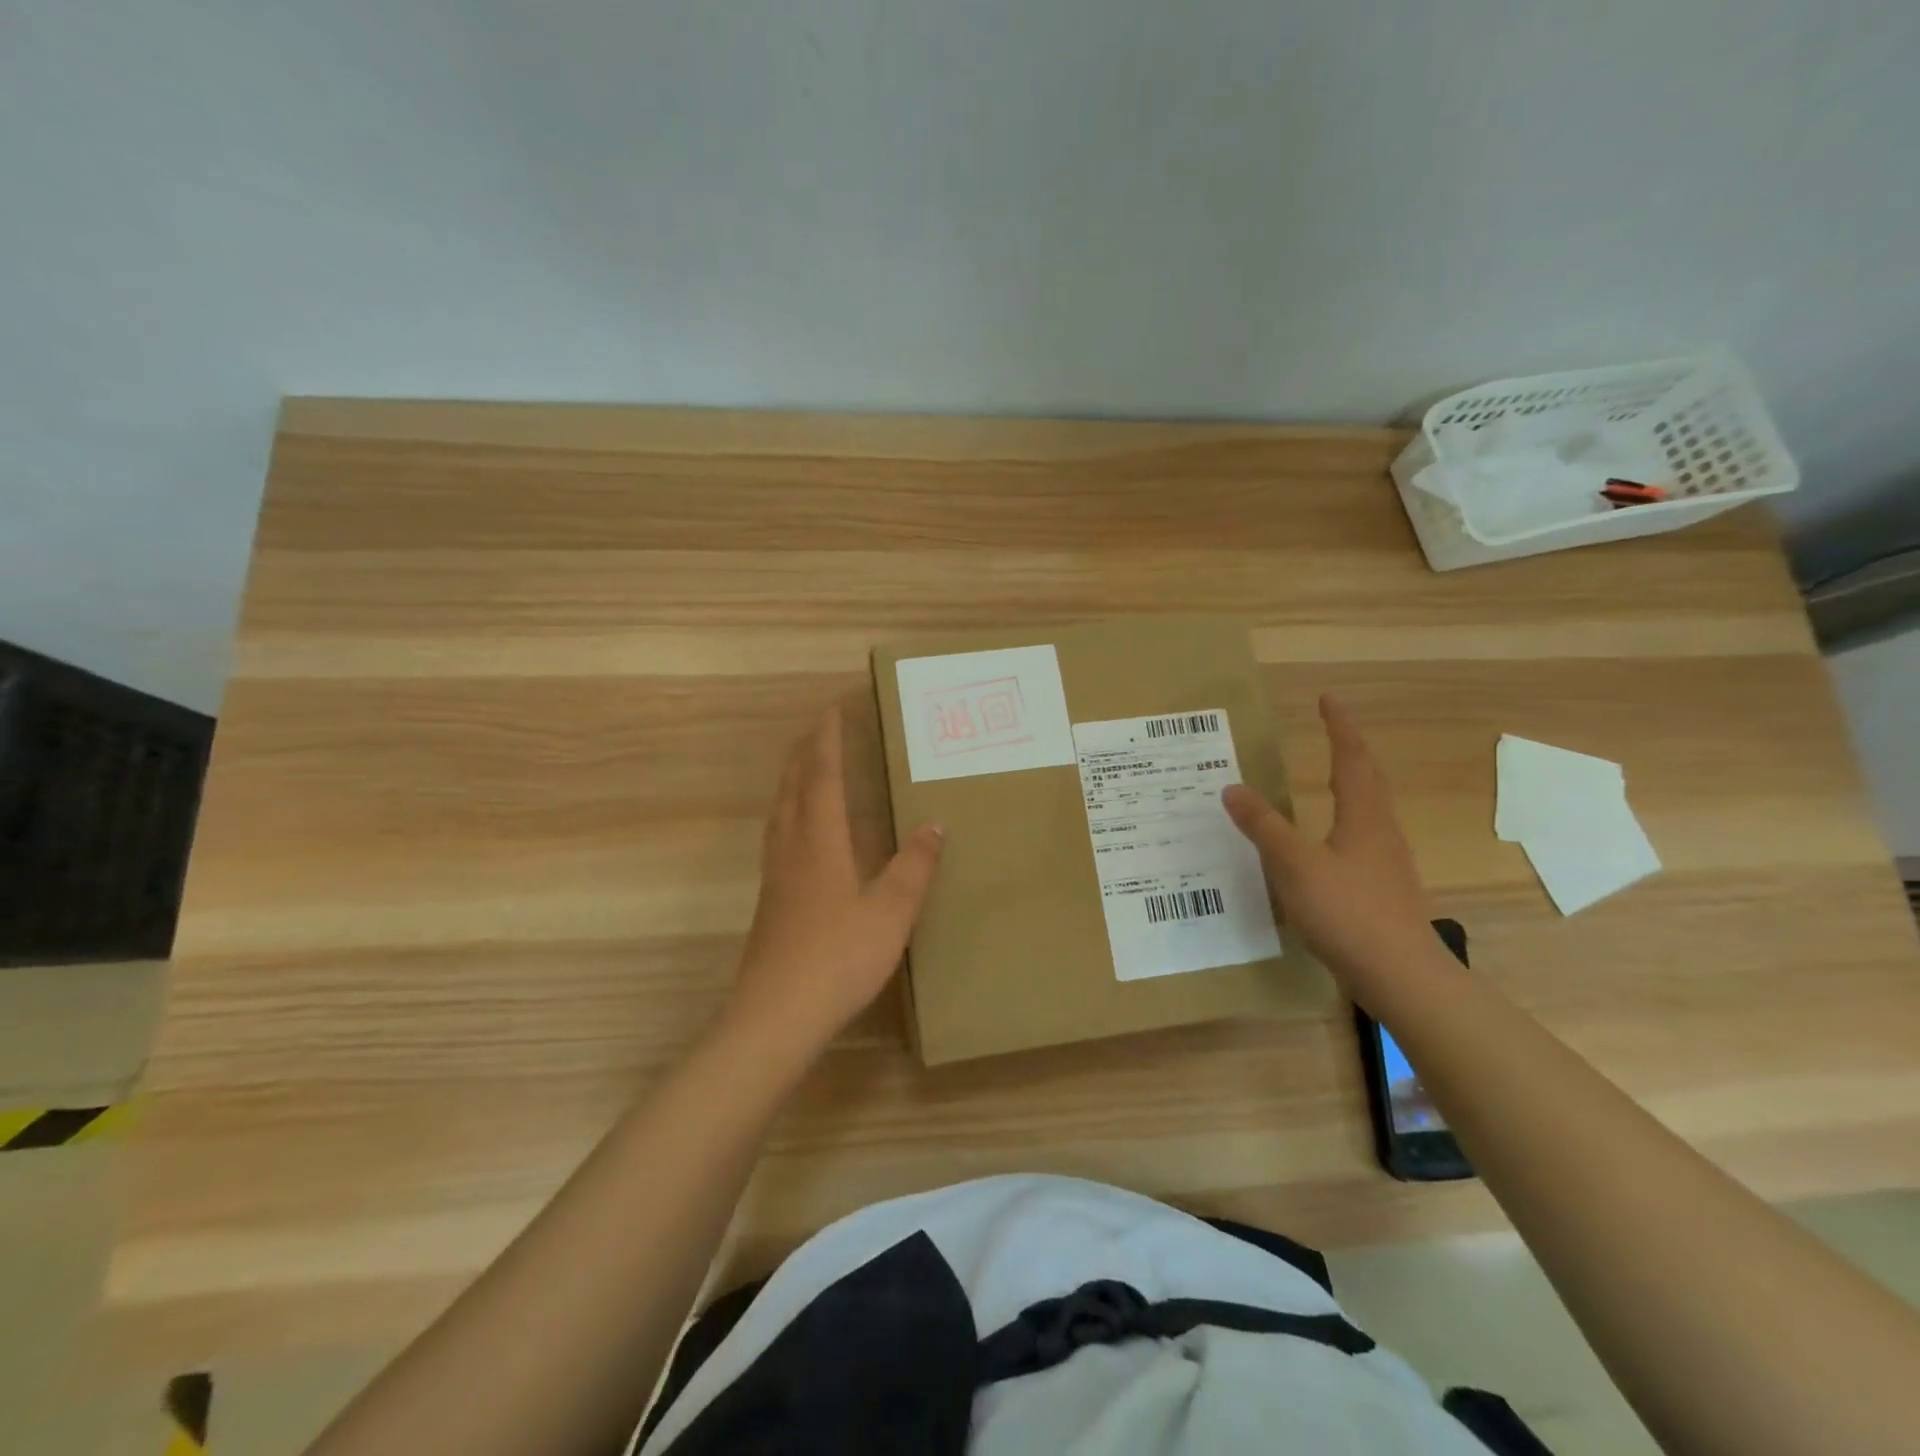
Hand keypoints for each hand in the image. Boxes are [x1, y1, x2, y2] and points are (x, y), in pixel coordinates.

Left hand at [726, 707, 944, 1055]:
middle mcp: (792, 849)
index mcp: (820, 842)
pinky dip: (789, 813)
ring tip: (806, 768)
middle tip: (819, 729)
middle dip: (804, 753)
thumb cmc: (839, 957)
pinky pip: (778, 837)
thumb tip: (936, 824)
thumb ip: (914, 866)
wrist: (777, 1014)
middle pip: (792, 787)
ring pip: (779, 812)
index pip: (823, 777)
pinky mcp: (770, 901)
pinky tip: (800, 833)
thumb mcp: (891, 911)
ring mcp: (775, 876)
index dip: (828, 741)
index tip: (832, 708)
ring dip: (792, 781)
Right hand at [1222, 695, 1440, 1004]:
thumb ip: (1263, 826)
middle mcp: (1380, 831)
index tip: (1328, 699)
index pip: (1351, 758)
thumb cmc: (1348, 911)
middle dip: (1351, 750)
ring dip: (1353, 783)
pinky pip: (1364, 836)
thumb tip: (1232, 787)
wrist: (1401, 974)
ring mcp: (1386, 861)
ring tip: (1331, 776)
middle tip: (1333, 730)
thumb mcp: (1295, 865)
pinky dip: (1346, 818)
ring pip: (1370, 809)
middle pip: (1369, 779)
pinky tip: (1330, 840)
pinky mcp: (1383, 888)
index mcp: (1362, 816)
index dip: (1339, 727)